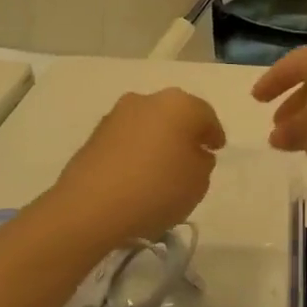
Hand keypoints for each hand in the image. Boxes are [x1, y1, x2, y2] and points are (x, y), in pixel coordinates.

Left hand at [49, 89, 226, 251]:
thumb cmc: (157, 189)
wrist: (90, 206)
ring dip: (157, 140)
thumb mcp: (198, 182)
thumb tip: (193, 154)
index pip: (206, 116)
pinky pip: (127, 139)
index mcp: (180, 104)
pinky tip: (137, 174)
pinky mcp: (95, 134)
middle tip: (191, 157)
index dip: (214, 134)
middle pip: (175, 114)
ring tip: (161, 168)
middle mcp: (148, 100)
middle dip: (184, 133)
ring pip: (148, 124)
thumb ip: (202, 163)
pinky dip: (135, 151)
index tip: (216, 150)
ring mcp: (118, 114)